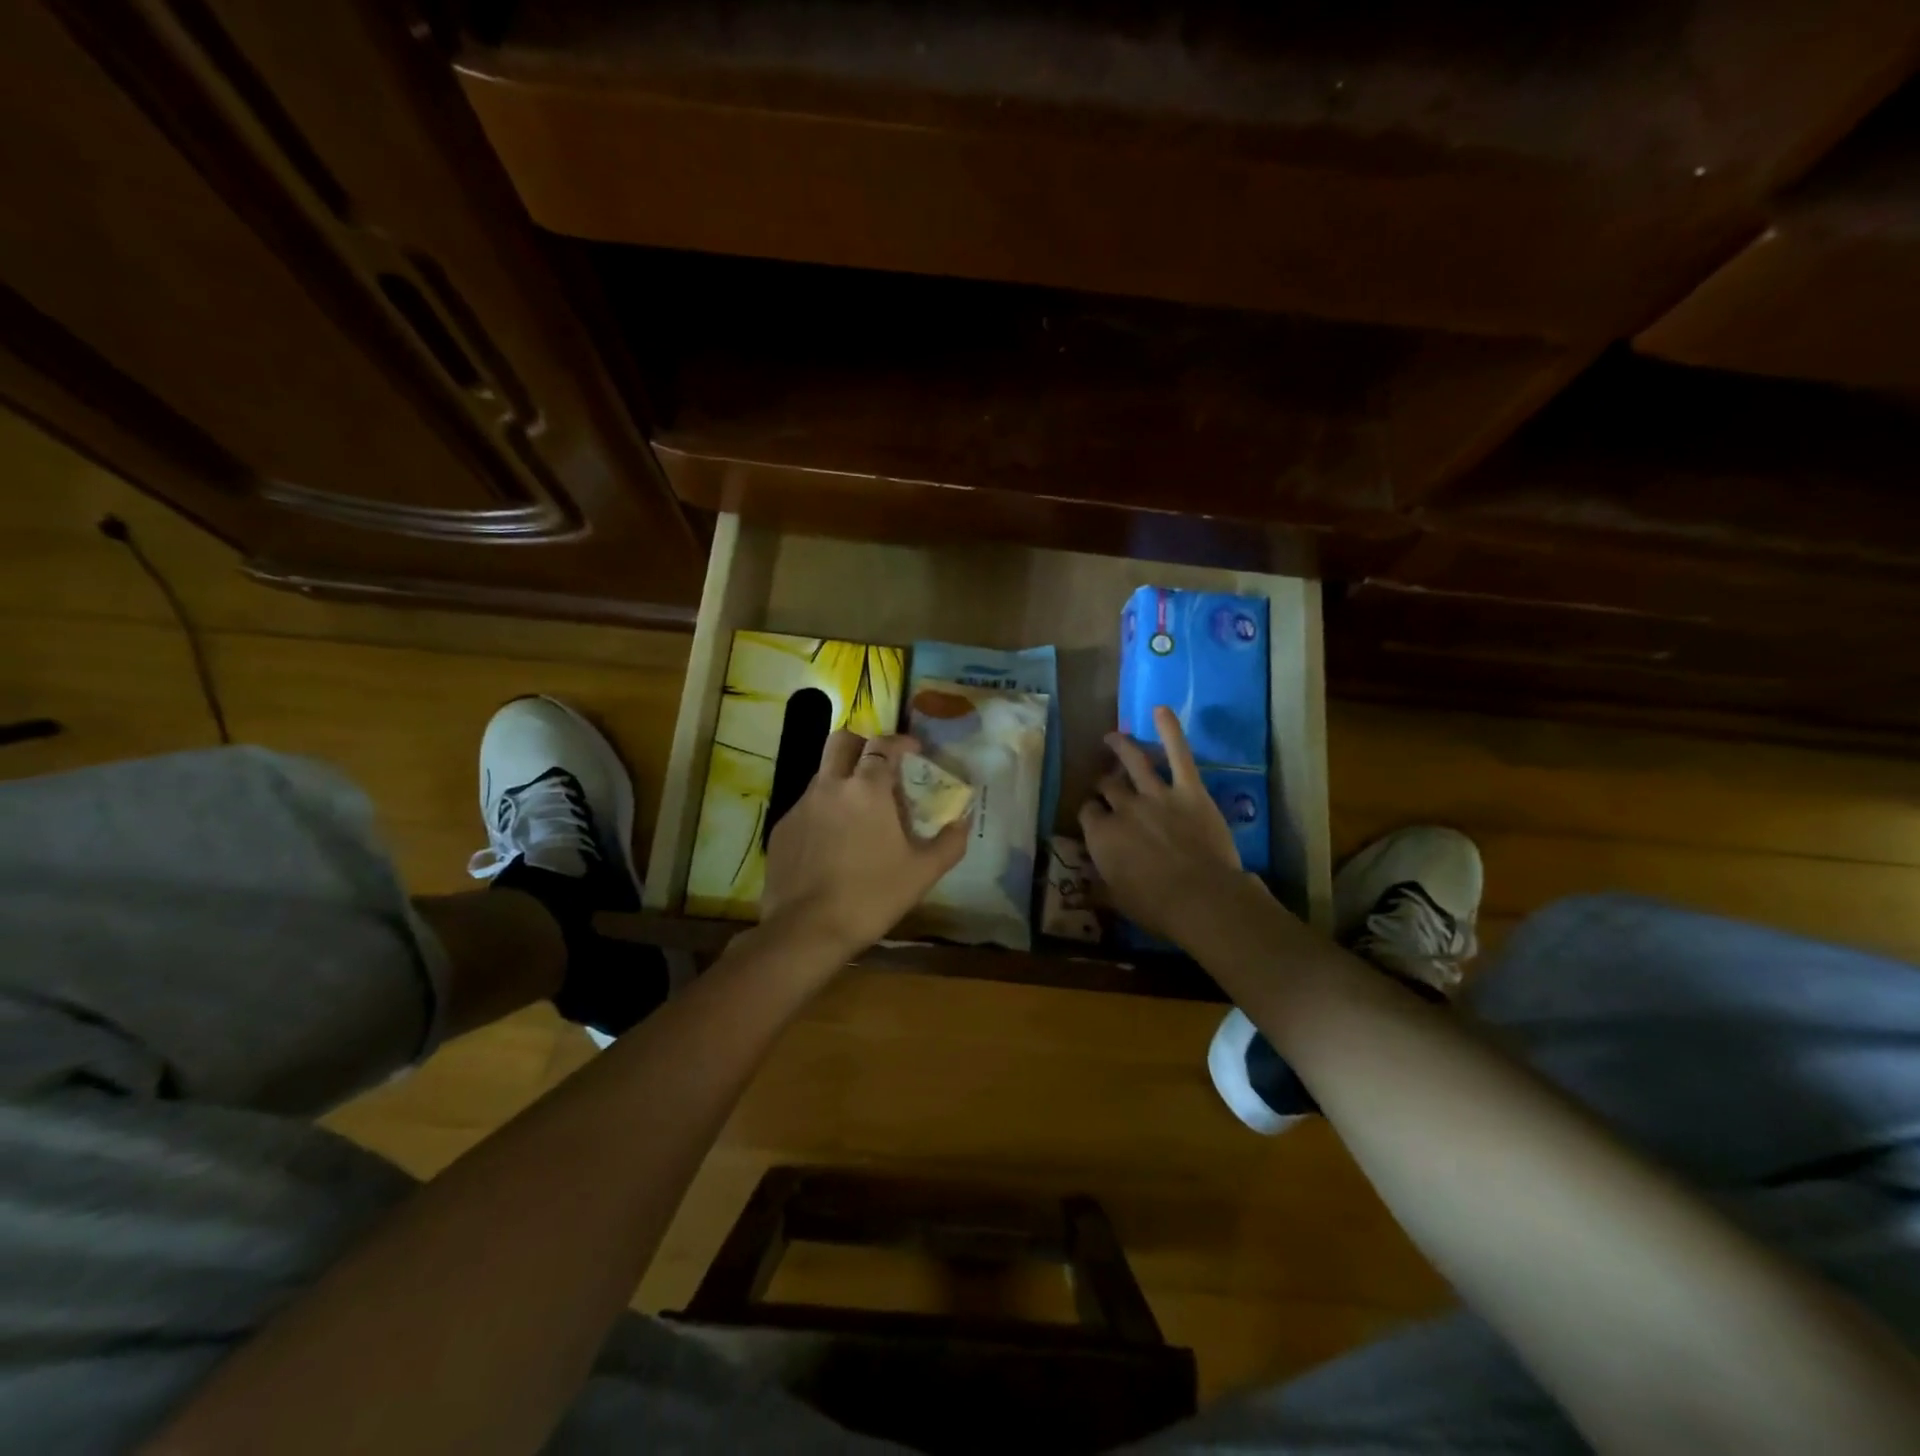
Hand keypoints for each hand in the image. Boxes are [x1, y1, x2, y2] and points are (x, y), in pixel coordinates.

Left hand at [760, 730, 969, 963]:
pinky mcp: (781, 829)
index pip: (882, 745)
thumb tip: (963, 822)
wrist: (807, 931)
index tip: (913, 750)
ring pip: (823, 774)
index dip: (900, 742)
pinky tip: (833, 843)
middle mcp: (830, 786)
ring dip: (842, 778)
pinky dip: (824, 811)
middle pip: (841, 741)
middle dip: (862, 744)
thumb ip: (949, 843)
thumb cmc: (872, 897)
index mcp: (867, 789)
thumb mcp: (922, 873)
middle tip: (879, 765)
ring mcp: (801, 806)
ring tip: (859, 811)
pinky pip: (806, 806)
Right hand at [1079, 706, 1248, 945]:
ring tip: (1112, 736)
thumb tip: (1079, 892)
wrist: (1202, 899)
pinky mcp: (1189, 790)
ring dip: (1121, 746)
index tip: (1094, 816)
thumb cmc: (1156, 906)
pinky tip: (1160, 709)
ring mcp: (1156, 794)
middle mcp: (1123, 808)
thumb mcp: (1117, 902)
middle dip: (1104, 782)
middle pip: (1108, 786)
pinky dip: (1170, 730)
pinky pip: (1178, 754)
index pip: (1088, 813)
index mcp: (1103, 835)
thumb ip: (1097, 890)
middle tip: (1106, 782)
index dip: (1090, 812)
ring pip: (1133, 762)